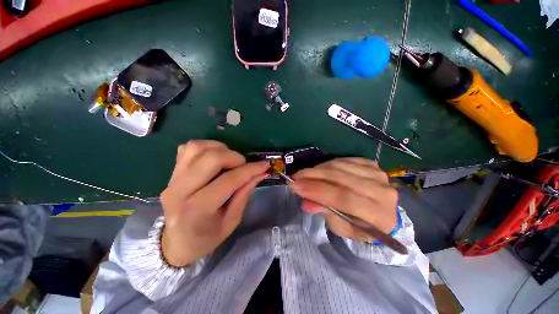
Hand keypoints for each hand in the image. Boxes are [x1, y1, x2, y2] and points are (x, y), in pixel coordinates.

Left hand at [160, 140, 268, 266]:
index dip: (250, 170)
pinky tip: (215, 157)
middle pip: (211, 158)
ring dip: (220, 149)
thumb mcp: (231, 221)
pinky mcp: (171, 172)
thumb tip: (260, 173)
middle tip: (244, 164)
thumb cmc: (206, 238)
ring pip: (197, 147)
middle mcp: (180, 191)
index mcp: (196, 210)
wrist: (175, 243)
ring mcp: (172, 179)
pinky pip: (189, 148)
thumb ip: (244, 194)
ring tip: (229, 159)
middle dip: (234, 157)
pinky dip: (207, 147)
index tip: (264, 165)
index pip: (228, 180)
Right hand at [291, 158, 397, 241]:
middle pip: (341, 178)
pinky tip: (319, 170)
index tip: (296, 186)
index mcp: (379, 215)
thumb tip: (306, 202)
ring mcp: (379, 175)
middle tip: (295, 177)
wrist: (383, 214)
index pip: (344, 198)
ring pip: (341, 166)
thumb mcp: (343, 228)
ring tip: (304, 174)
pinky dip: (328, 164)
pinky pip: (344, 160)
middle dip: (313, 176)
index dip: (318, 191)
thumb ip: (327, 213)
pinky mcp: (373, 165)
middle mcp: (382, 192)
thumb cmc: (361, 227)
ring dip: (318, 169)